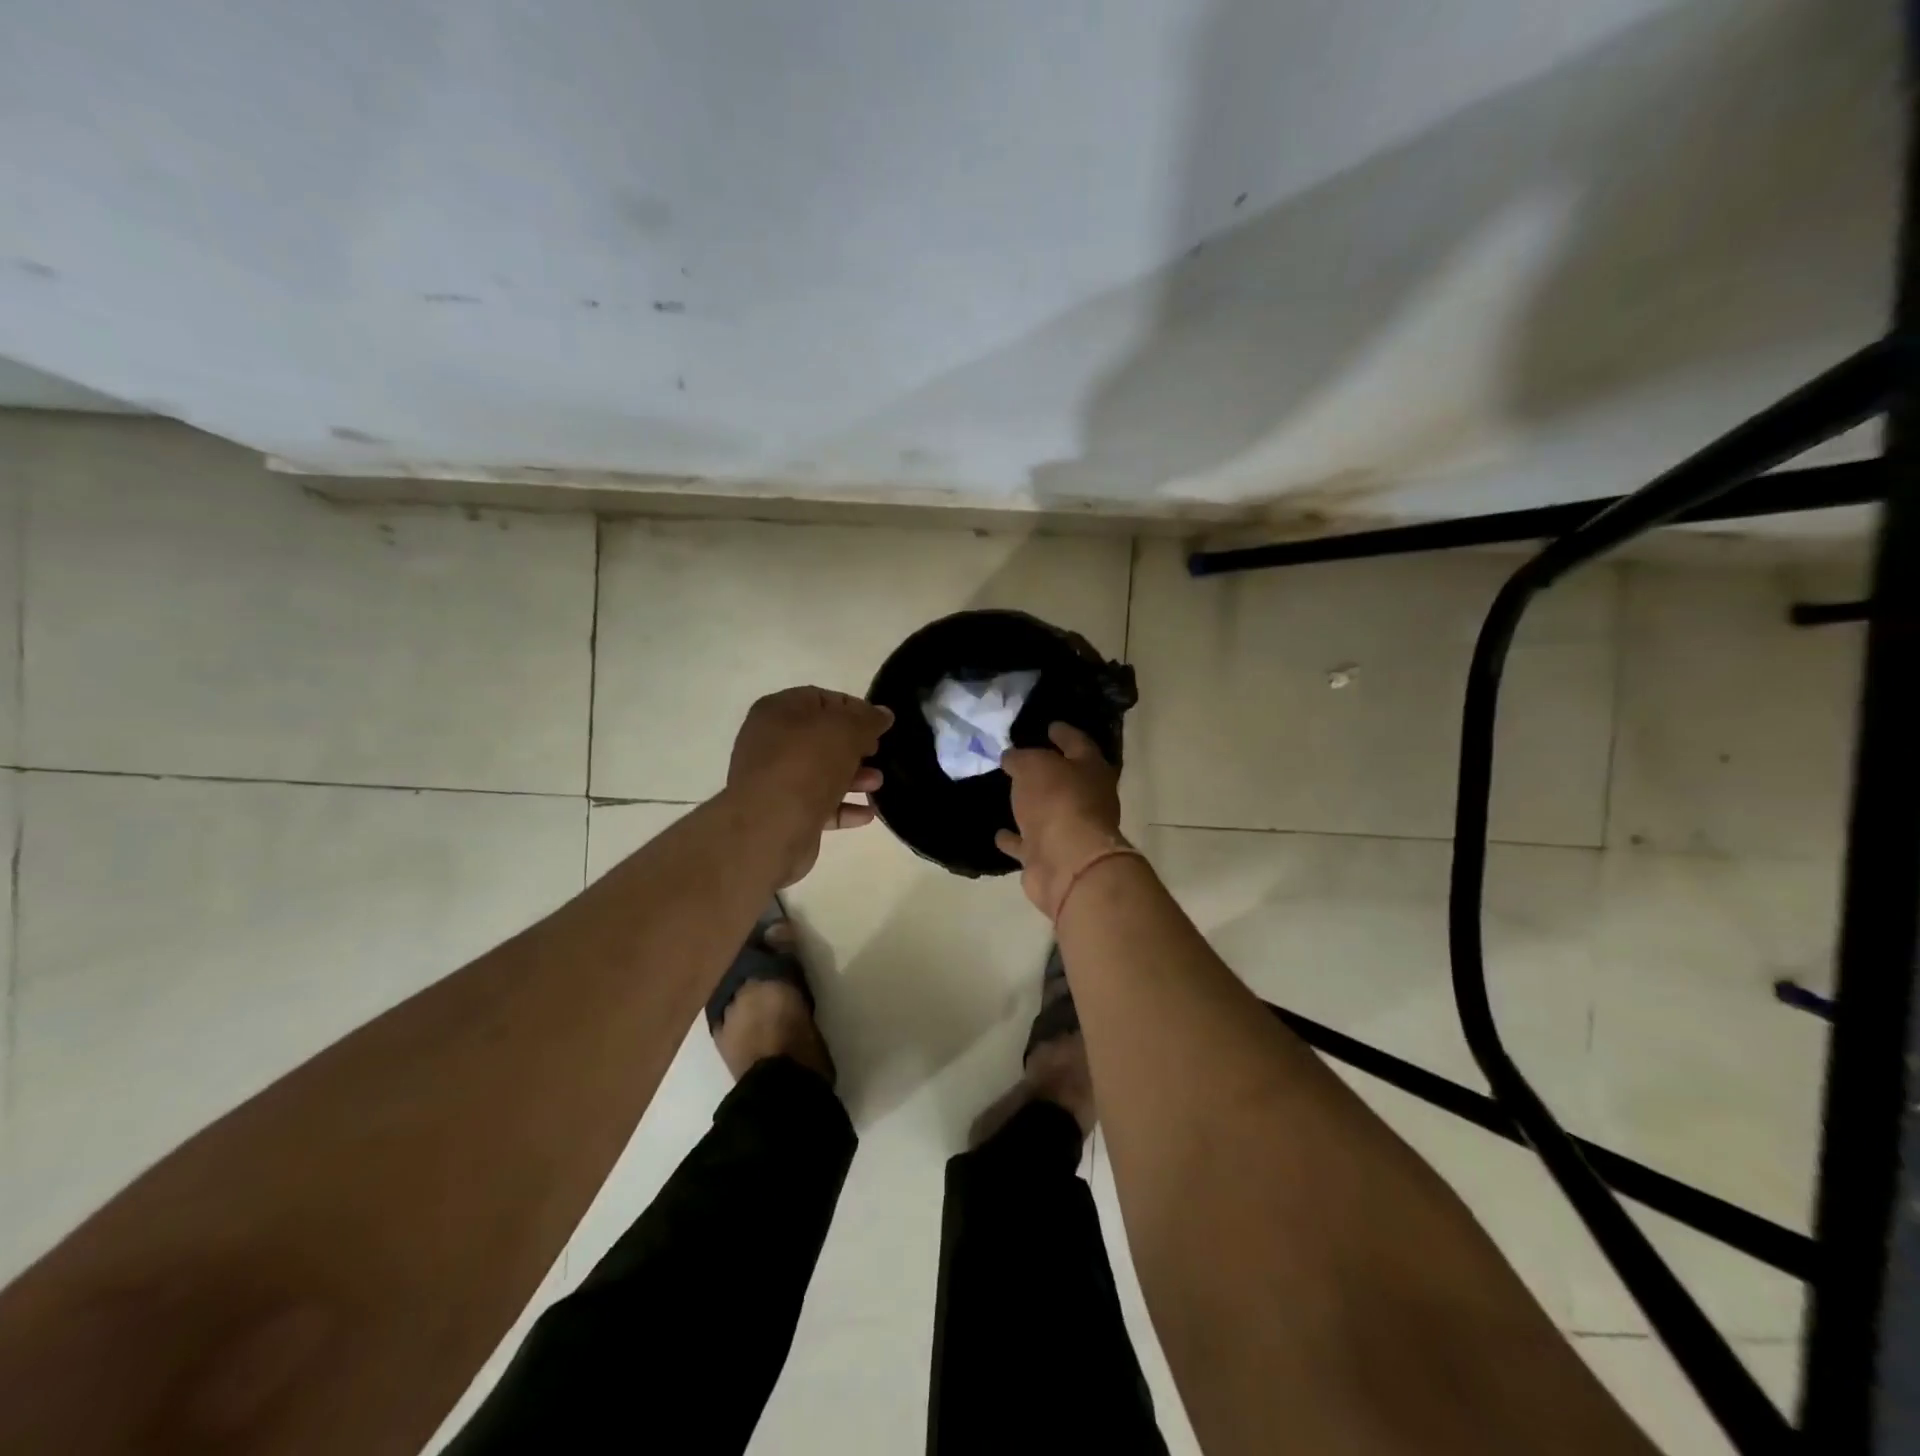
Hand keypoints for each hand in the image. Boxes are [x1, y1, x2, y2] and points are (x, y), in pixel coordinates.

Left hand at [727, 687, 892, 884]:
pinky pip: (818, 804)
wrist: (770, 827)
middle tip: (879, 754)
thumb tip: (883, 714)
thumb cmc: (807, 764)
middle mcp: (770, 742)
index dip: (854, 709)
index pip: (821, 699)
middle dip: (855, 747)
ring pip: (821, 772)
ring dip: (853, 778)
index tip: (880, 725)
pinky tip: (867, 814)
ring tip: (878, 784)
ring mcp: (774, 779)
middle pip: (821, 738)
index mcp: (778, 711)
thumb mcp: (846, 730)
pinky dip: (843, 807)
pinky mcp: (782, 813)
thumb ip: (868, 719)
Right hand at [998, 722, 1127, 915]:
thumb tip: (1012, 757)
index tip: (1050, 725)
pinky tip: (998, 832)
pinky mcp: (1051, 858)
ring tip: (1008, 794)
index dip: (1063, 732)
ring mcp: (1071, 831)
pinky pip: (1029, 843)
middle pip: (1067, 779)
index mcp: (1091, 770)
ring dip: (1031, 806)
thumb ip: (1021, 758)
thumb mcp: (1034, 765)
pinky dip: (1015, 839)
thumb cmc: (1057, 801)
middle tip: (1023, 759)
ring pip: (1048, 813)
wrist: (1067, 862)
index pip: (1078, 743)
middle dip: (1048, 770)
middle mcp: (1088, 799)